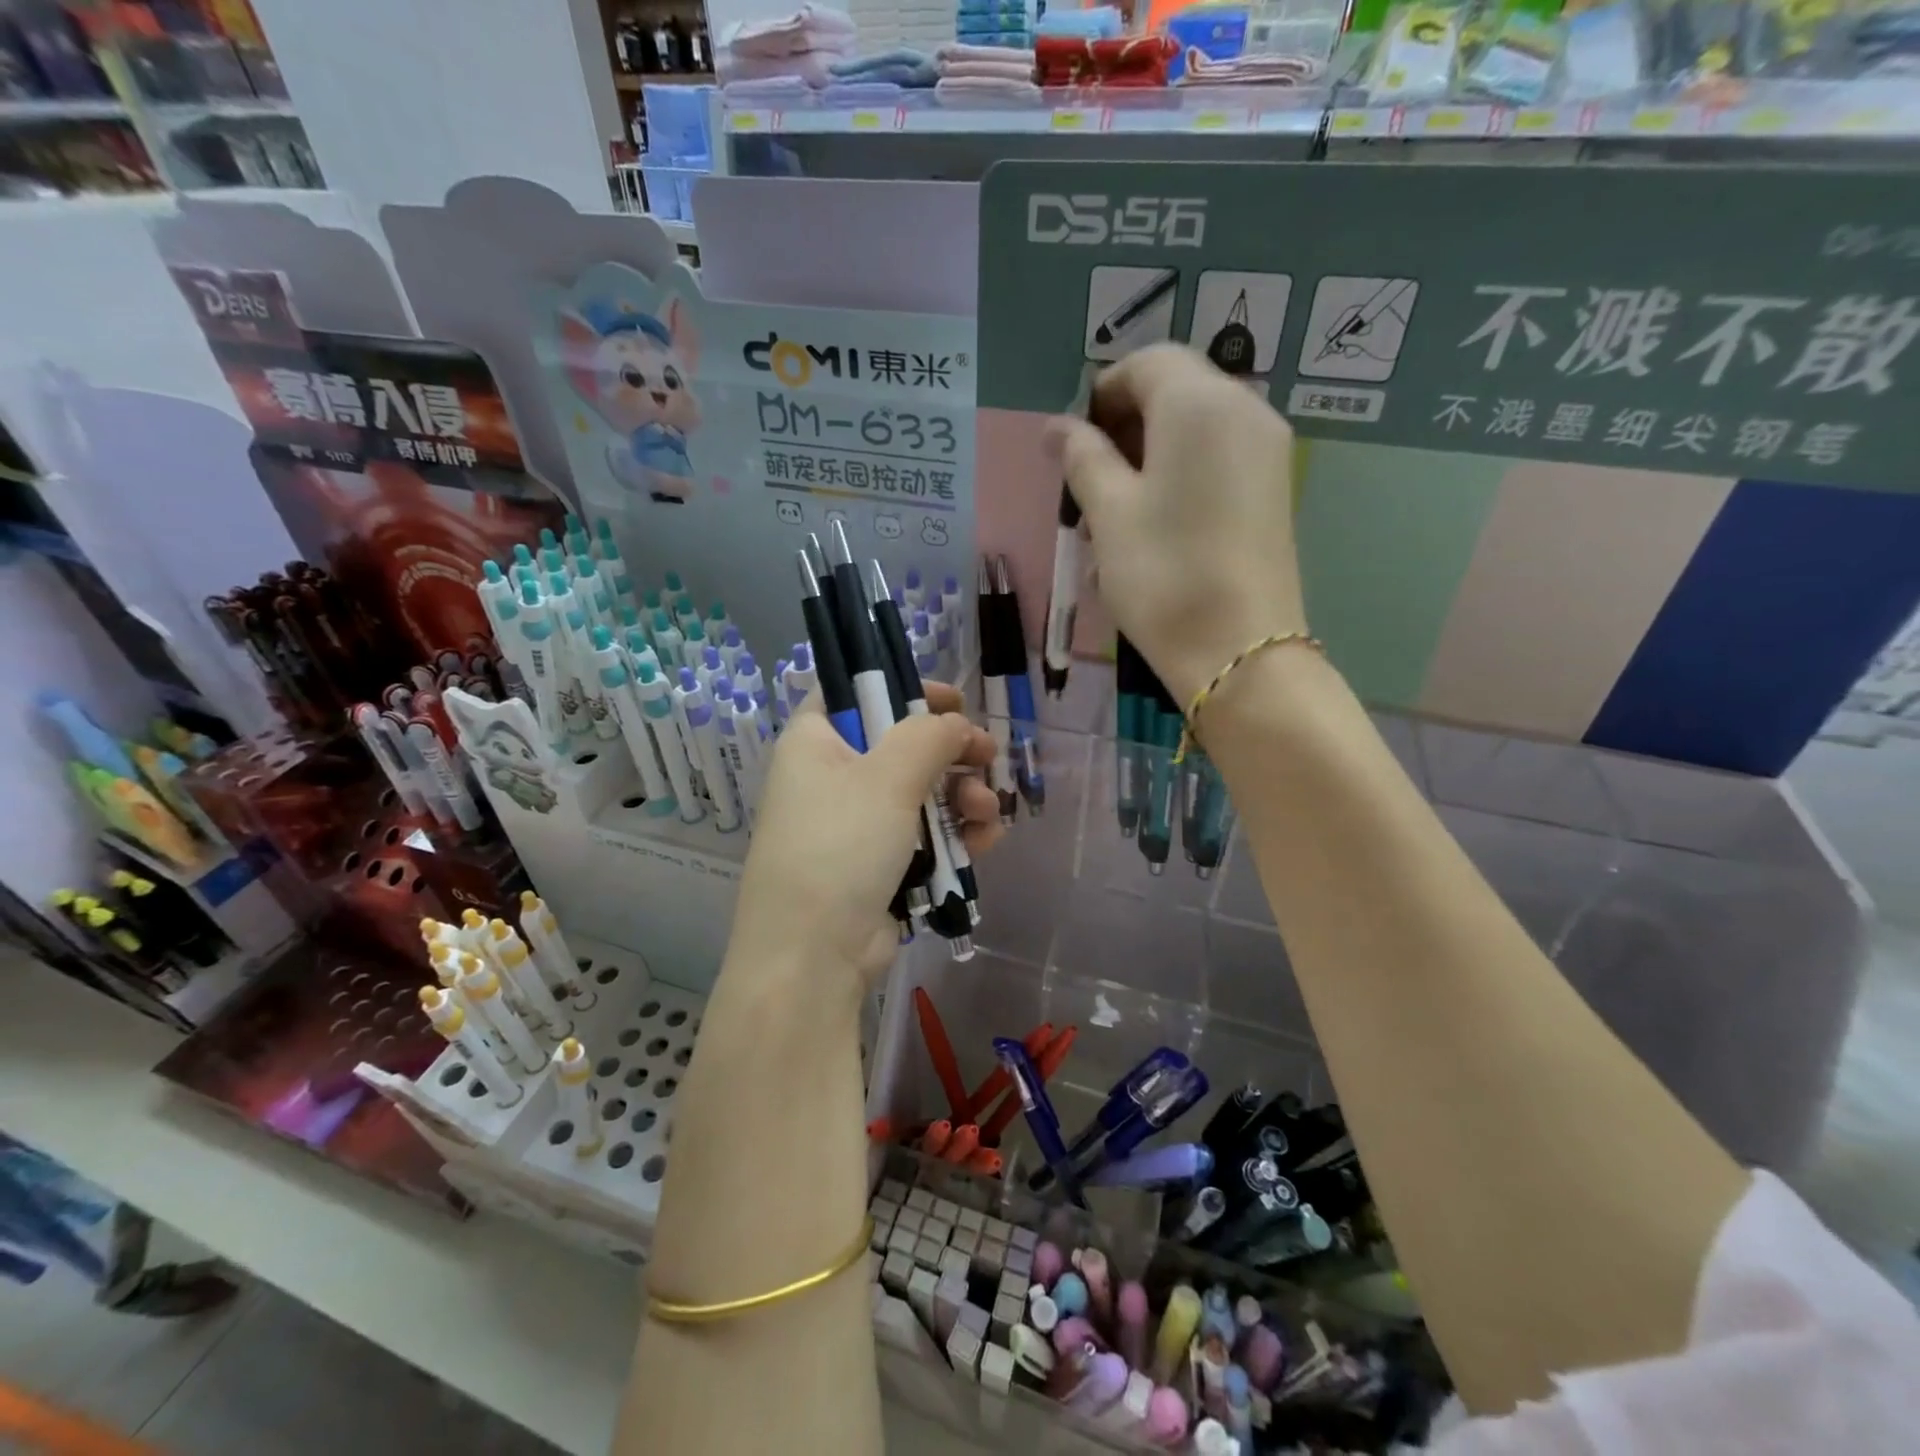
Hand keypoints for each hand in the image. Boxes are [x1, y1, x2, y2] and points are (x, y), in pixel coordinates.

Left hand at [724, 683, 1002, 992]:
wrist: (813, 956)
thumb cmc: (840, 846)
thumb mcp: (887, 777)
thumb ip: (929, 737)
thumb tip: (956, 724)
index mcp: (815, 742)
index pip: (855, 693)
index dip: (904, 688)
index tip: (953, 701)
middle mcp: (831, 777)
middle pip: (901, 745)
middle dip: (951, 752)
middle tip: (987, 755)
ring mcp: (855, 824)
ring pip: (920, 793)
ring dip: (962, 796)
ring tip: (988, 812)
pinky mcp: (877, 864)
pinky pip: (923, 835)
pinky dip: (955, 833)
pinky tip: (985, 840)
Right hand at [1047, 344, 1306, 704]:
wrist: (1238, 648)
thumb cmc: (1162, 572)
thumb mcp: (1109, 512)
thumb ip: (1082, 457)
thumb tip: (1058, 427)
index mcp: (1200, 403)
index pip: (1146, 363)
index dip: (1102, 393)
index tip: (1072, 443)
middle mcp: (1244, 410)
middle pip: (1175, 390)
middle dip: (1124, 425)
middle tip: (1088, 481)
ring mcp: (1266, 450)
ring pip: (1194, 427)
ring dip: (1148, 454)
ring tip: (1114, 511)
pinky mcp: (1272, 488)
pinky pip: (1217, 458)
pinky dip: (1179, 473)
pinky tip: (1153, 524)